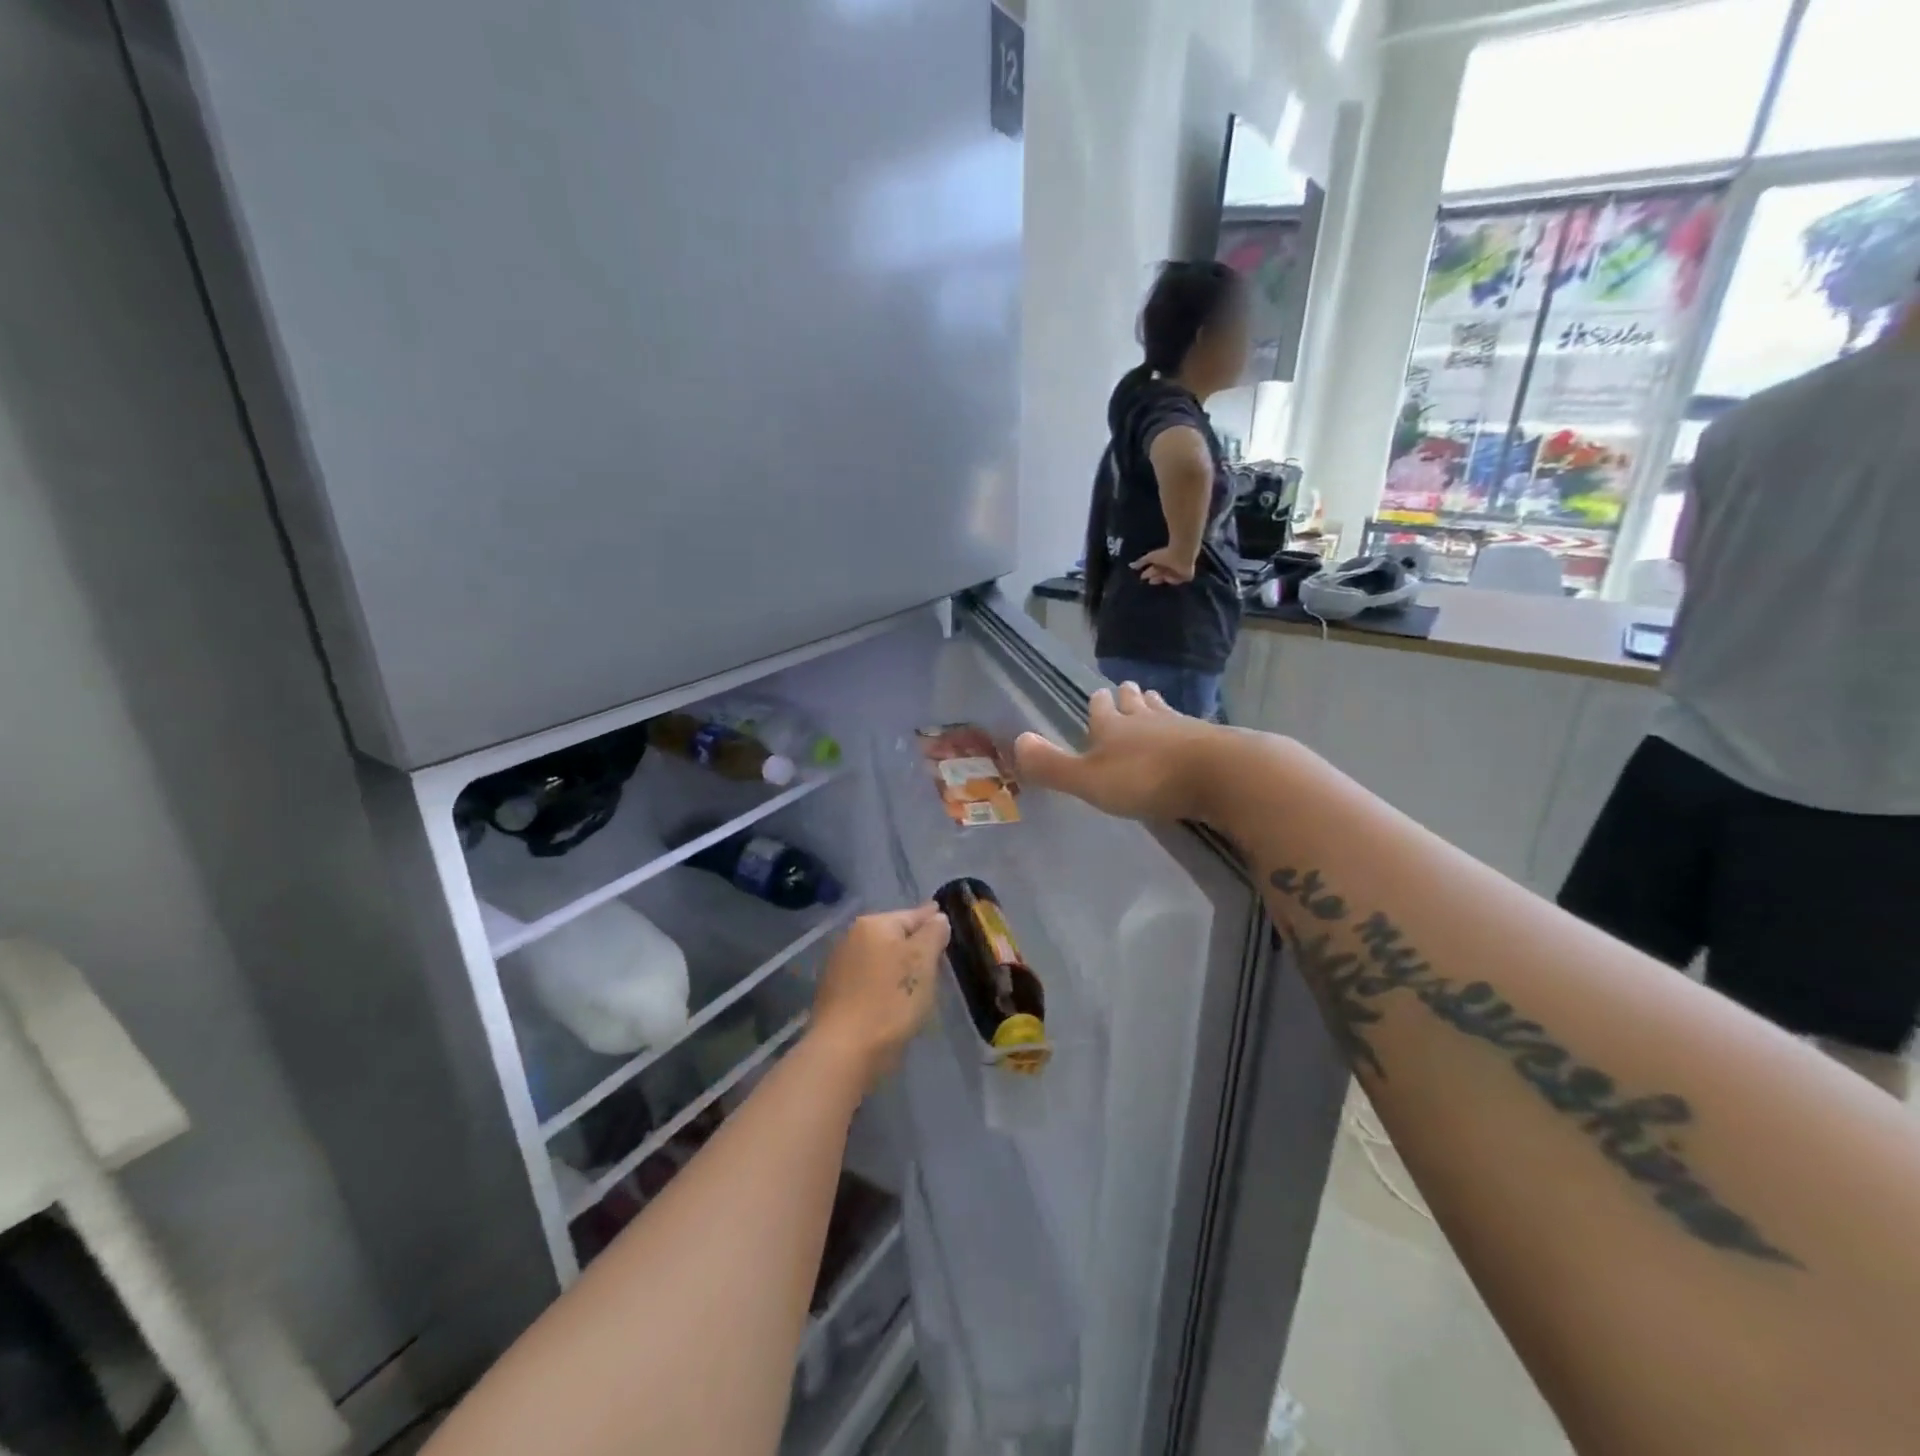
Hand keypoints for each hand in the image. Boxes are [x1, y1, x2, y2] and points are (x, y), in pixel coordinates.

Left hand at [808, 906, 949, 1087]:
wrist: (845, 1051)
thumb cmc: (891, 1000)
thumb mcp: (922, 961)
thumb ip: (933, 933)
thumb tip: (937, 917)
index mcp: (873, 924)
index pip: (913, 915)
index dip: (933, 920)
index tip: (947, 922)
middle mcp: (852, 937)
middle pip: (895, 935)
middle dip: (916, 944)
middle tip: (939, 957)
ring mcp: (840, 965)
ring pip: (881, 957)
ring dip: (899, 965)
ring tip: (920, 980)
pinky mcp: (835, 993)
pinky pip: (870, 979)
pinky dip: (884, 983)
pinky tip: (895, 998)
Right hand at [1014, 682, 1221, 823]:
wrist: (1220, 775)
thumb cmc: (1146, 778)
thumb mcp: (1089, 779)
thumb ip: (1052, 765)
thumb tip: (1015, 741)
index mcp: (1113, 727)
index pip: (1101, 708)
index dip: (1097, 703)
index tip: (1097, 695)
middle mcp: (1147, 720)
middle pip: (1135, 703)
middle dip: (1128, 698)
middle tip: (1126, 689)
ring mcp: (1182, 727)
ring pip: (1163, 711)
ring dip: (1155, 707)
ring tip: (1152, 700)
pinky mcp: (1212, 742)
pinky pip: (1191, 730)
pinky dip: (1184, 728)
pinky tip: (1189, 733)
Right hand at [1130, 546, 1196, 585]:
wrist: (1181, 554)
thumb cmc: (1166, 554)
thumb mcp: (1151, 558)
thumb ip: (1141, 562)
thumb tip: (1130, 565)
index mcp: (1164, 561)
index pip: (1155, 568)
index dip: (1149, 573)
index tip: (1142, 576)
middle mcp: (1171, 566)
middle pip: (1161, 574)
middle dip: (1155, 577)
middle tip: (1149, 582)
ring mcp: (1179, 571)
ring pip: (1168, 578)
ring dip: (1161, 579)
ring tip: (1154, 581)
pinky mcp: (1187, 576)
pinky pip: (1178, 580)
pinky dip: (1173, 580)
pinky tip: (1167, 579)